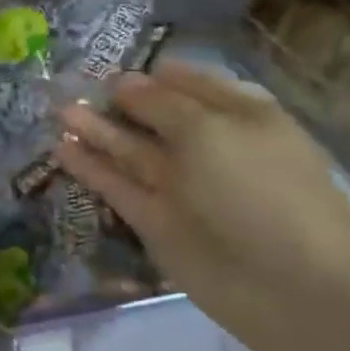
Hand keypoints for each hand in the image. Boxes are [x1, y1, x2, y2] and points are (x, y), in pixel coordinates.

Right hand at [53, 60, 349, 350]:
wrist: (290, 287)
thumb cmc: (261, 190)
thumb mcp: (211, 131)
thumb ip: (160, 103)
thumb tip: (122, 82)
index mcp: (237, 117)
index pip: (187, 83)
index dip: (151, 73)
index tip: (109, 63)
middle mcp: (207, 146)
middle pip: (153, 115)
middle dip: (116, 100)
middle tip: (72, 86)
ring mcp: (180, 185)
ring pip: (130, 150)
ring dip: (96, 130)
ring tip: (59, 111)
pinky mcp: (156, 219)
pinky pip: (118, 186)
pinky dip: (91, 168)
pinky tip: (60, 148)